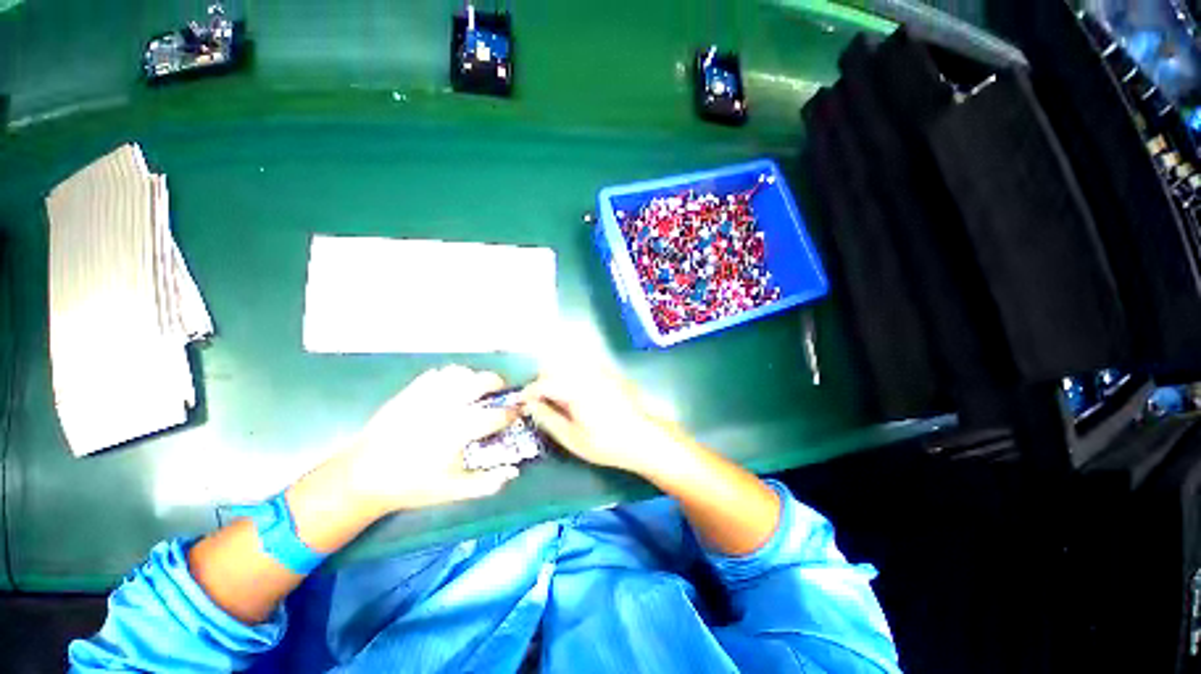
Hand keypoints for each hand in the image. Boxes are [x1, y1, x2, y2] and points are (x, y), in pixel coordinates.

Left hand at [342, 365, 520, 514]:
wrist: (362, 476)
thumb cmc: (411, 485)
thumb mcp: (451, 491)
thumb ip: (486, 483)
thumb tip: (514, 471)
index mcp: (458, 431)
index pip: (496, 415)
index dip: (512, 413)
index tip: (517, 414)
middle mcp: (446, 407)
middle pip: (482, 381)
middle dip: (497, 384)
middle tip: (499, 394)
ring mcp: (426, 396)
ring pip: (460, 372)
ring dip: (473, 378)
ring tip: (474, 390)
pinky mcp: (410, 392)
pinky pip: (437, 374)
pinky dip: (450, 377)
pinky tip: (449, 390)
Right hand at [522, 369, 684, 477]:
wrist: (645, 437)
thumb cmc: (607, 443)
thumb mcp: (573, 438)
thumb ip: (548, 418)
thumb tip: (530, 405)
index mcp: (574, 389)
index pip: (542, 383)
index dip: (528, 392)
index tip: (521, 402)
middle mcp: (586, 373)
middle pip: (554, 367)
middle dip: (542, 381)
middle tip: (539, 401)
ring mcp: (599, 370)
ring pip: (568, 363)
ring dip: (557, 375)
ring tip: (557, 397)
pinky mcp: (609, 372)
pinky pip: (584, 365)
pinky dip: (574, 373)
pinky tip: (577, 390)